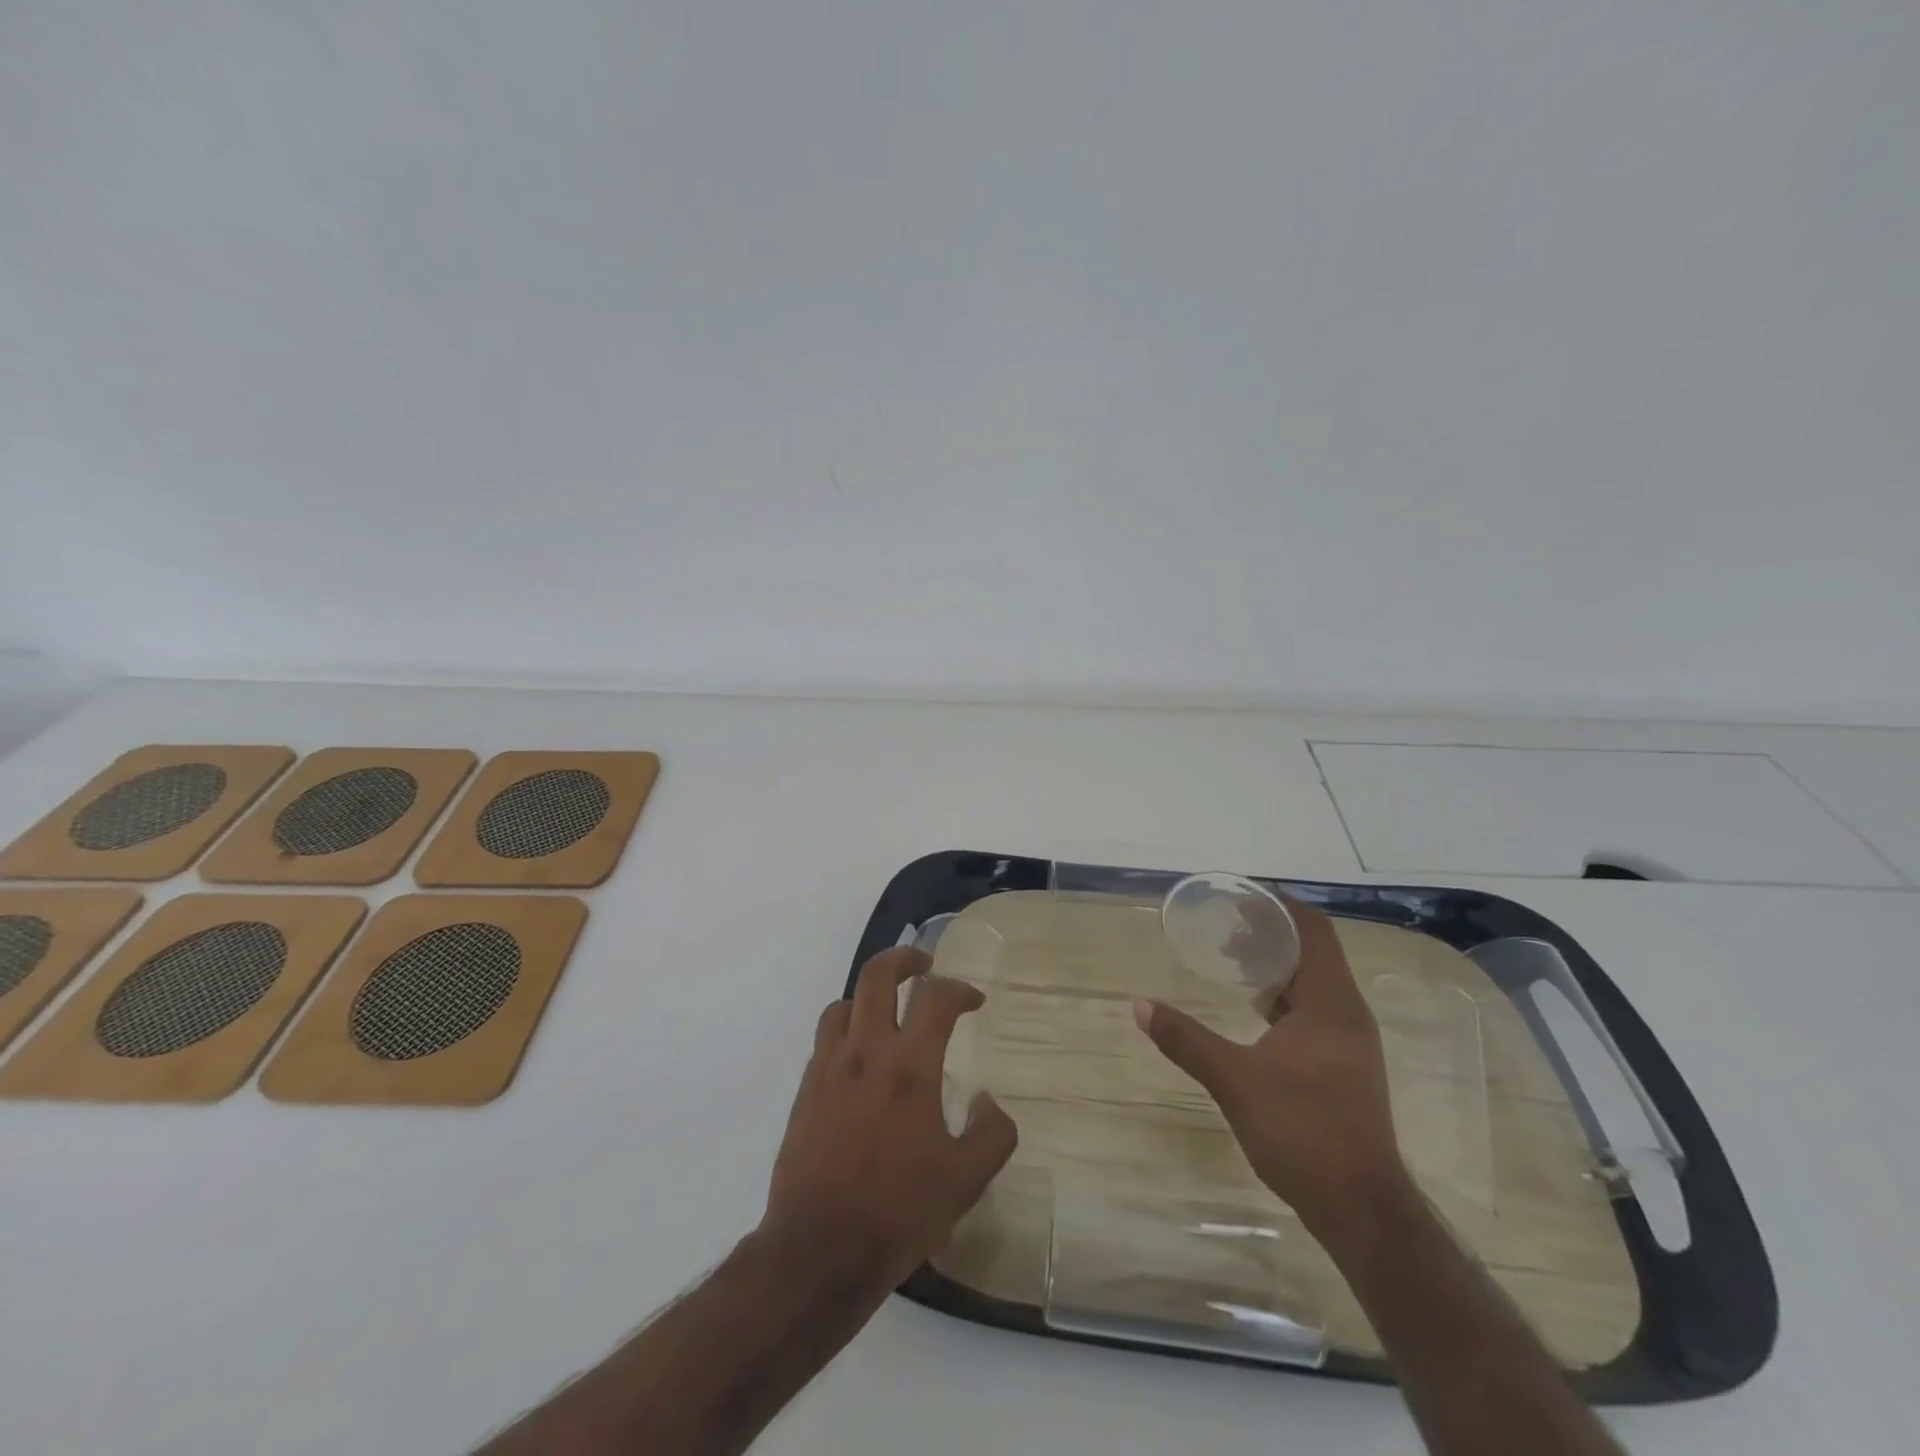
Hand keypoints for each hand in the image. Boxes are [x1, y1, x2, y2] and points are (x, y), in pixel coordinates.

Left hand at [763, 947, 1018, 1293]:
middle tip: (924, 966)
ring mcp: (829, 1067)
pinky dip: (847, 1029)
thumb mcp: (965, 1181)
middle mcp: (866, 1052)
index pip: (936, 997)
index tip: (974, 1001)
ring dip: (870, 996)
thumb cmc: (898, 1212)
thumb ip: (992, 1134)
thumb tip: (989, 1102)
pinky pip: (826, 1038)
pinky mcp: (806, 1088)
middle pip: (878, 974)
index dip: (960, 989)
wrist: (818, 1249)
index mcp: (910, 1066)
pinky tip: (860, 1058)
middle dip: (905, 958)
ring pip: (846, 1002)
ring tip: (888, 1012)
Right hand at [1135, 894, 1407, 1237]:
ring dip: (1276, 964)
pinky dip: (1283, 995)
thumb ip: (1186, 1040)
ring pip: (1314, 983)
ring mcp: (1349, 1042)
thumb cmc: (1303, 1132)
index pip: (1312, 931)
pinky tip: (1254, 1009)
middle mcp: (1347, 1014)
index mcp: (1330, 1004)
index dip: (1280, 906)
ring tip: (1231, 959)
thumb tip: (1139, 1006)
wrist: (1361, 1210)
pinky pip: (1313, 1010)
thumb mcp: (1235, 1080)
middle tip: (1224, 926)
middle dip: (1270, 932)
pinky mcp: (1344, 1066)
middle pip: (1312, 952)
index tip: (1241, 894)